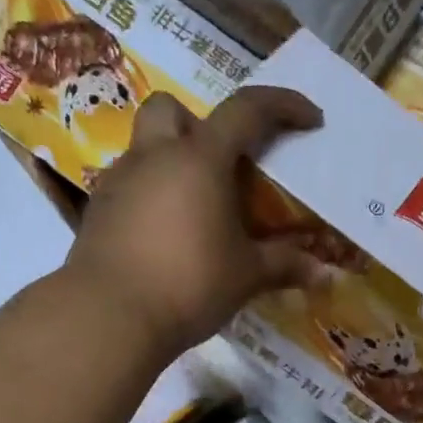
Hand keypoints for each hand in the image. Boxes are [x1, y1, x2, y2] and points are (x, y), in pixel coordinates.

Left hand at [65, 87, 329, 361]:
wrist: (110, 316)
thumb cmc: (189, 283)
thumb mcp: (246, 275)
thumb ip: (284, 265)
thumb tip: (324, 274)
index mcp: (200, 159)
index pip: (247, 110)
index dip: (283, 105)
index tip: (310, 119)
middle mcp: (155, 157)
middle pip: (172, 109)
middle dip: (200, 123)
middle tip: (223, 163)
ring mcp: (119, 181)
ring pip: (145, 147)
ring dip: (172, 162)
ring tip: (196, 207)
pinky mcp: (98, 211)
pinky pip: (129, 186)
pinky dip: (151, 196)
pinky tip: (166, 234)